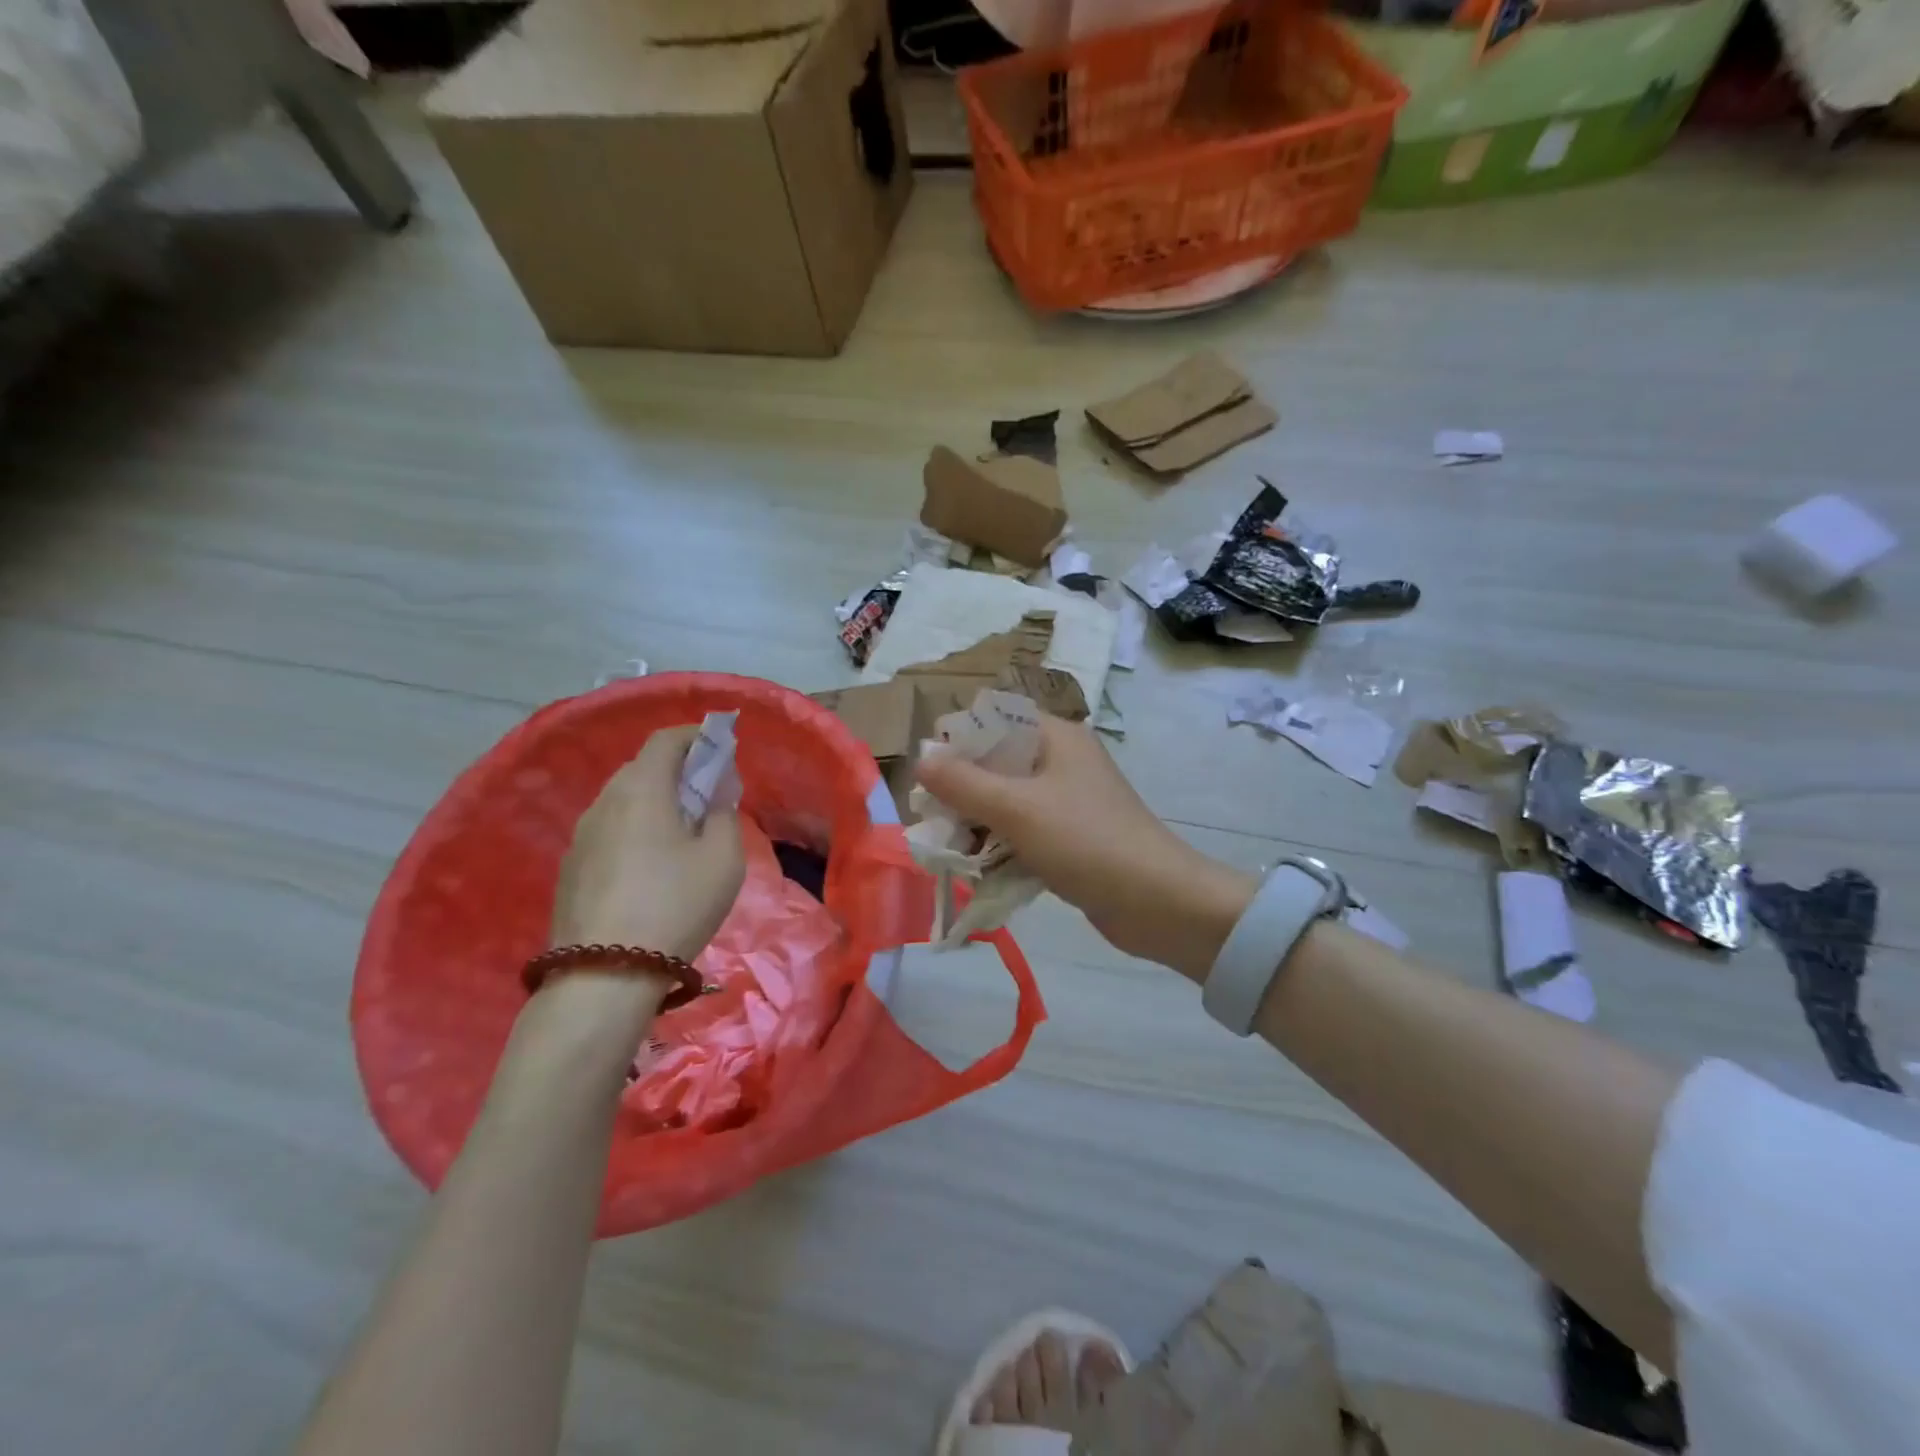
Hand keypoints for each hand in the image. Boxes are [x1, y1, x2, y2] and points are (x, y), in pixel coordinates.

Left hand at [550, 726, 745, 961]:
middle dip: (677, 770)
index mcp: (641, 789)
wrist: (605, 975)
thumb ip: (723, 815)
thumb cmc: (676, 905)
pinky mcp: (571, 867)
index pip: (665, 740)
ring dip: (655, 801)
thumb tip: (714, 795)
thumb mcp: (723, 858)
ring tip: (682, 830)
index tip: (720, 748)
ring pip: (623, 800)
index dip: (696, 736)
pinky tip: (651, 863)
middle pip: (642, 767)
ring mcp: (581, 836)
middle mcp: (604, 802)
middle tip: (708, 793)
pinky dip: (635, 828)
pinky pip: (609, 829)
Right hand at [915, 715, 1253, 980]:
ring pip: (1006, 802)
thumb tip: (921, 758)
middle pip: (996, 763)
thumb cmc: (1085, 841)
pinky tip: (980, 871)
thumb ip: (963, 783)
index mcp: (1055, 738)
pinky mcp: (1070, 838)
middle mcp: (1061, 762)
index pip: (995, 720)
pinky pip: (1022, 833)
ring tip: (951, 852)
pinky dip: (1000, 847)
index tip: (929, 775)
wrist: (1158, 903)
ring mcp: (1068, 802)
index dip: (958, 740)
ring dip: (977, 824)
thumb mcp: (1017, 808)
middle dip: (961, 791)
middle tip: (935, 821)